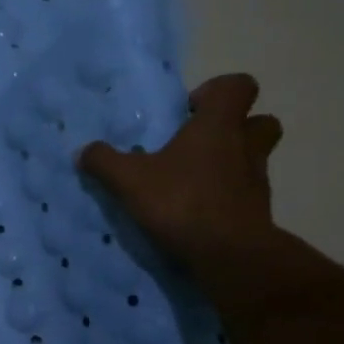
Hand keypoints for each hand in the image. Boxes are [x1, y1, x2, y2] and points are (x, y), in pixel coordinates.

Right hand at [78, 73, 283, 274]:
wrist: (230, 257)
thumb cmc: (183, 202)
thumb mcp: (129, 181)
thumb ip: (104, 162)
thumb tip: (84, 151)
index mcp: (218, 126)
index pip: (239, 86)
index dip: (217, 91)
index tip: (188, 110)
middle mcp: (245, 147)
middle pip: (260, 121)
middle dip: (236, 126)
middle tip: (199, 142)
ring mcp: (257, 181)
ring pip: (255, 159)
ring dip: (232, 163)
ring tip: (194, 180)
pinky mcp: (259, 213)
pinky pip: (247, 194)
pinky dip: (228, 197)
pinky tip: (199, 212)